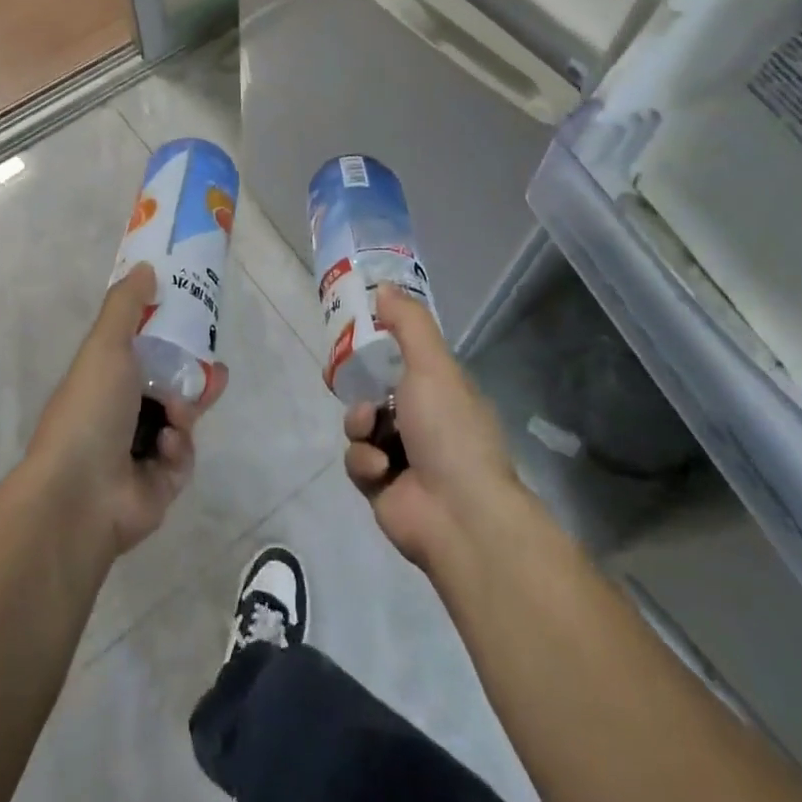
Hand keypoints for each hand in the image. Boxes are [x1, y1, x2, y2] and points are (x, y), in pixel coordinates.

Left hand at [26, 264, 227, 558]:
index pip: (142, 352)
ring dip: (186, 411)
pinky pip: (183, 457)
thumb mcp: (106, 345)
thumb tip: (146, 267)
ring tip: (186, 410)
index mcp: (104, 381)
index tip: (194, 324)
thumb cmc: (91, 409)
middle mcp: (120, 415)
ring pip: (181, 420)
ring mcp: (139, 452)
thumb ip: (127, 305)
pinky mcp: (160, 485)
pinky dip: (178, 448)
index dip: (168, 338)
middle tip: (215, 370)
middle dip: (193, 377)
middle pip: (169, 386)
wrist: (80, 494)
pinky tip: (166, 446)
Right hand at [344, 286, 522, 574]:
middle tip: (342, 378)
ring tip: (372, 435)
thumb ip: (408, 324)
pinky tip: (380, 471)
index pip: (405, 361)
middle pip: (376, 393)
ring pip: (361, 426)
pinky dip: (364, 462)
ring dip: (360, 426)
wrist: (459, 515)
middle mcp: (424, 422)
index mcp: (442, 392)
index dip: (379, 349)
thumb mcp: (432, 365)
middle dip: (361, 390)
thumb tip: (385, 286)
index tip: (354, 337)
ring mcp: (404, 457)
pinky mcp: (383, 489)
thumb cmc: (449, 430)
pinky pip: (357, 462)